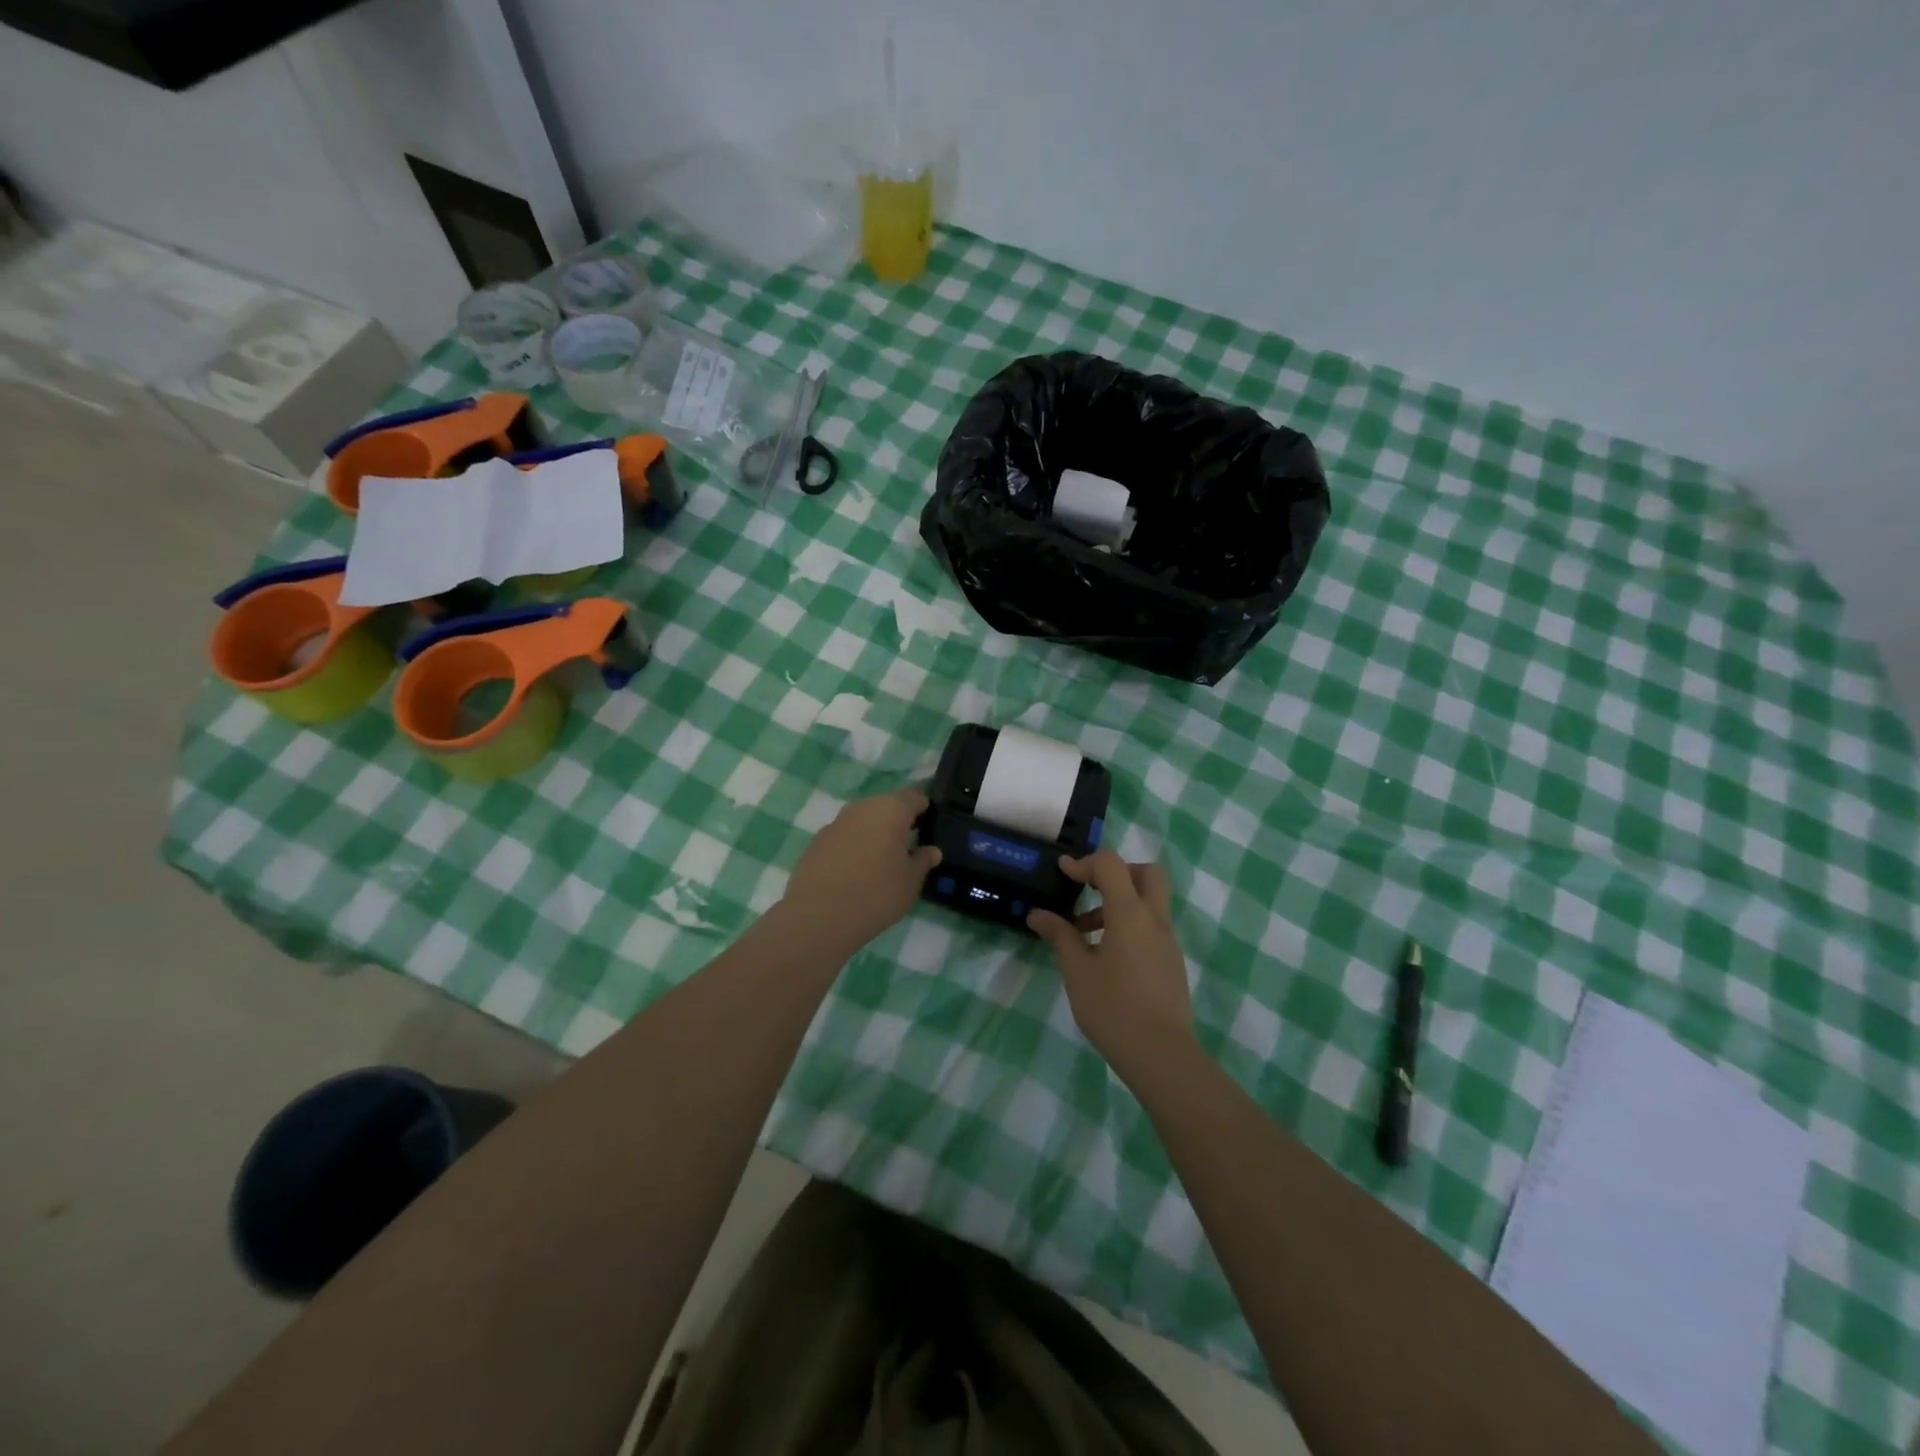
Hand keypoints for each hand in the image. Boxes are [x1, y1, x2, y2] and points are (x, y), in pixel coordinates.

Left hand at [779, 788, 941, 956]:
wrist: (818, 916)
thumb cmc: (876, 893)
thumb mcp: (911, 882)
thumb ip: (923, 861)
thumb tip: (931, 850)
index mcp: (891, 809)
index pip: (914, 796)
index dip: (924, 809)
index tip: (929, 828)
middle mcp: (862, 807)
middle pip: (886, 806)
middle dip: (897, 823)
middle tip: (906, 850)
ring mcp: (835, 823)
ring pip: (862, 821)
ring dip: (873, 835)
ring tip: (880, 864)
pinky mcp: (816, 841)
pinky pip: (843, 837)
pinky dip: (852, 848)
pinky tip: (854, 874)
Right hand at [1029, 853, 1194, 1079]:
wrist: (1162, 1055)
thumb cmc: (1113, 1008)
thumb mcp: (1077, 971)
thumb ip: (1060, 936)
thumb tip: (1037, 914)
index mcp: (1130, 913)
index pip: (1111, 865)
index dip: (1085, 862)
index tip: (1063, 873)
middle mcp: (1155, 919)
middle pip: (1146, 874)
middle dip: (1117, 873)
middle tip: (1090, 889)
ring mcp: (1168, 942)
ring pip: (1149, 902)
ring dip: (1119, 903)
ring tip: (1084, 932)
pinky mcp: (1171, 962)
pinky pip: (1151, 927)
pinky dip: (1129, 925)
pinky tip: (1105, 956)